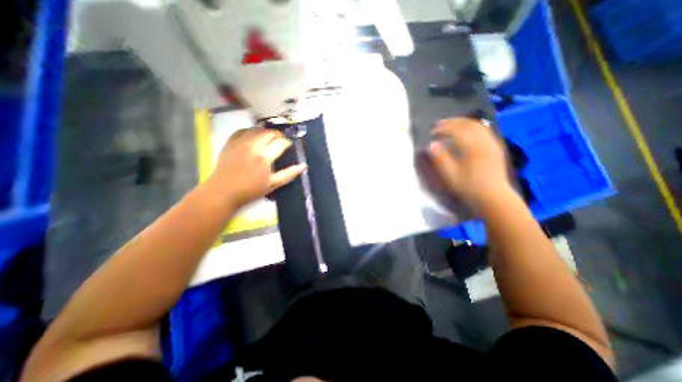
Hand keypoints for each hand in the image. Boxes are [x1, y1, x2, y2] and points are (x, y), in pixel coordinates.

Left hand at [204, 127, 306, 205]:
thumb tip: (303, 166)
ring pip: (256, 129)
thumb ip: (289, 174)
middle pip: (269, 133)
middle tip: (281, 141)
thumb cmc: (251, 190)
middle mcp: (253, 146)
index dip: (287, 142)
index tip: (289, 145)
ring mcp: (240, 143)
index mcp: (264, 157)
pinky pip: (242, 130)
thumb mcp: (273, 184)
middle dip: (278, 135)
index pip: (280, 143)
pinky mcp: (230, 142)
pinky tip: (253, 136)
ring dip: (265, 132)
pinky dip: (250, 131)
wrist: (224, 191)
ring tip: (269, 138)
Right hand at [428, 118, 507, 209]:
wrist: (493, 197)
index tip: (432, 132)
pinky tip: (467, 131)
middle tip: (439, 124)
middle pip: (467, 124)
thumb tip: (431, 145)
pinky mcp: (495, 148)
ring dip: (462, 122)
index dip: (442, 129)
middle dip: (452, 122)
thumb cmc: (469, 187)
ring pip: (477, 125)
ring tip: (451, 124)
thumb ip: (440, 159)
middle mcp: (483, 141)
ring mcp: (491, 143)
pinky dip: (472, 126)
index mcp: (471, 147)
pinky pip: (484, 130)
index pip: (455, 130)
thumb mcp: (450, 175)